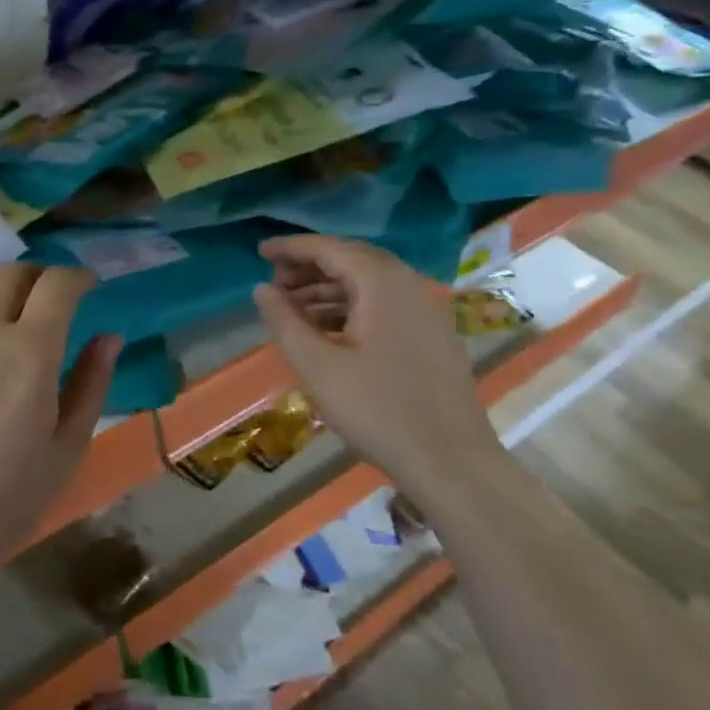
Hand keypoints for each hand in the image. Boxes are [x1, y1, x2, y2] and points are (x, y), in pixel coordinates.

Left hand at [0, 264, 119, 579]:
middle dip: (39, 276)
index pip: (57, 285)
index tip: (88, 289)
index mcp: (30, 351)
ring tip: (6, 309)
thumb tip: (109, 337)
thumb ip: (92, 382)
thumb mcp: (70, 442)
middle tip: (51, 299)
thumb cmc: (13, 493)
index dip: (78, 278)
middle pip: (11, 274)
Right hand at [253, 235, 501, 491]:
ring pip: (369, 285)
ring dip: (328, 290)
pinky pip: (384, 306)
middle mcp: (408, 285)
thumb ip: (285, 323)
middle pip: (352, 261)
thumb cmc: (378, 411)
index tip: (259, 251)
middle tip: (274, 283)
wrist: (450, 461)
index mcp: (382, 284)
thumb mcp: (319, 367)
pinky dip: (351, 309)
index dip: (292, 248)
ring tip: (292, 310)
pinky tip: (328, 332)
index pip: (330, 249)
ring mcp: (425, 311)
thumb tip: (261, 289)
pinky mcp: (431, 336)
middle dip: (309, 267)